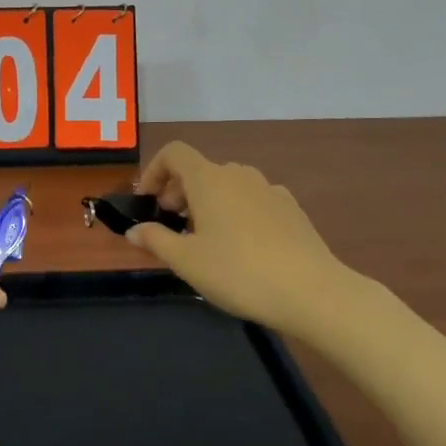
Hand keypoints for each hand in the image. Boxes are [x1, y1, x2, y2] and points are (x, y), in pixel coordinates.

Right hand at [127, 142, 368, 338]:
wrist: (312, 292)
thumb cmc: (238, 272)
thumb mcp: (186, 261)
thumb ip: (155, 240)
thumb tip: (134, 231)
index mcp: (209, 179)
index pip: (175, 153)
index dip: (154, 170)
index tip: (148, 201)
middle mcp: (239, 174)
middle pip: (200, 170)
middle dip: (179, 192)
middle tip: (172, 226)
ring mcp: (269, 189)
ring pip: (228, 186)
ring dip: (208, 203)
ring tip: (205, 239)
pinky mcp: (291, 209)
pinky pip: (252, 200)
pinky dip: (237, 212)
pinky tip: (242, 247)